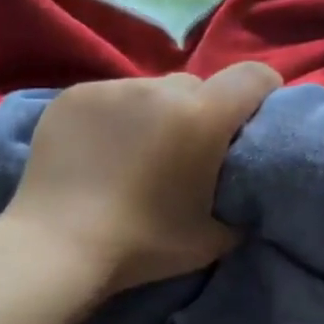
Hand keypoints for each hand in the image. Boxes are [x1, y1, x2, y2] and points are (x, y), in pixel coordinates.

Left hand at [2, 64, 280, 294]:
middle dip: (203, 111)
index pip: (253, 76)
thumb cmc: (144, 245)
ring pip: (152, 90)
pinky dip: (117, 117)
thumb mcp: (212, 240)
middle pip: (198, 86)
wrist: (58, 247)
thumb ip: (238, 210)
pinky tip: (102, 152)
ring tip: (140, 153)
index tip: (258, 115)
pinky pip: (111, 97)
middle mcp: (160, 88)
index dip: (265, 90)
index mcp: (202, 117)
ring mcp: (111, 88)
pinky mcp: (73, 96)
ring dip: (158, 113)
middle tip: (191, 151)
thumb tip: (241, 200)